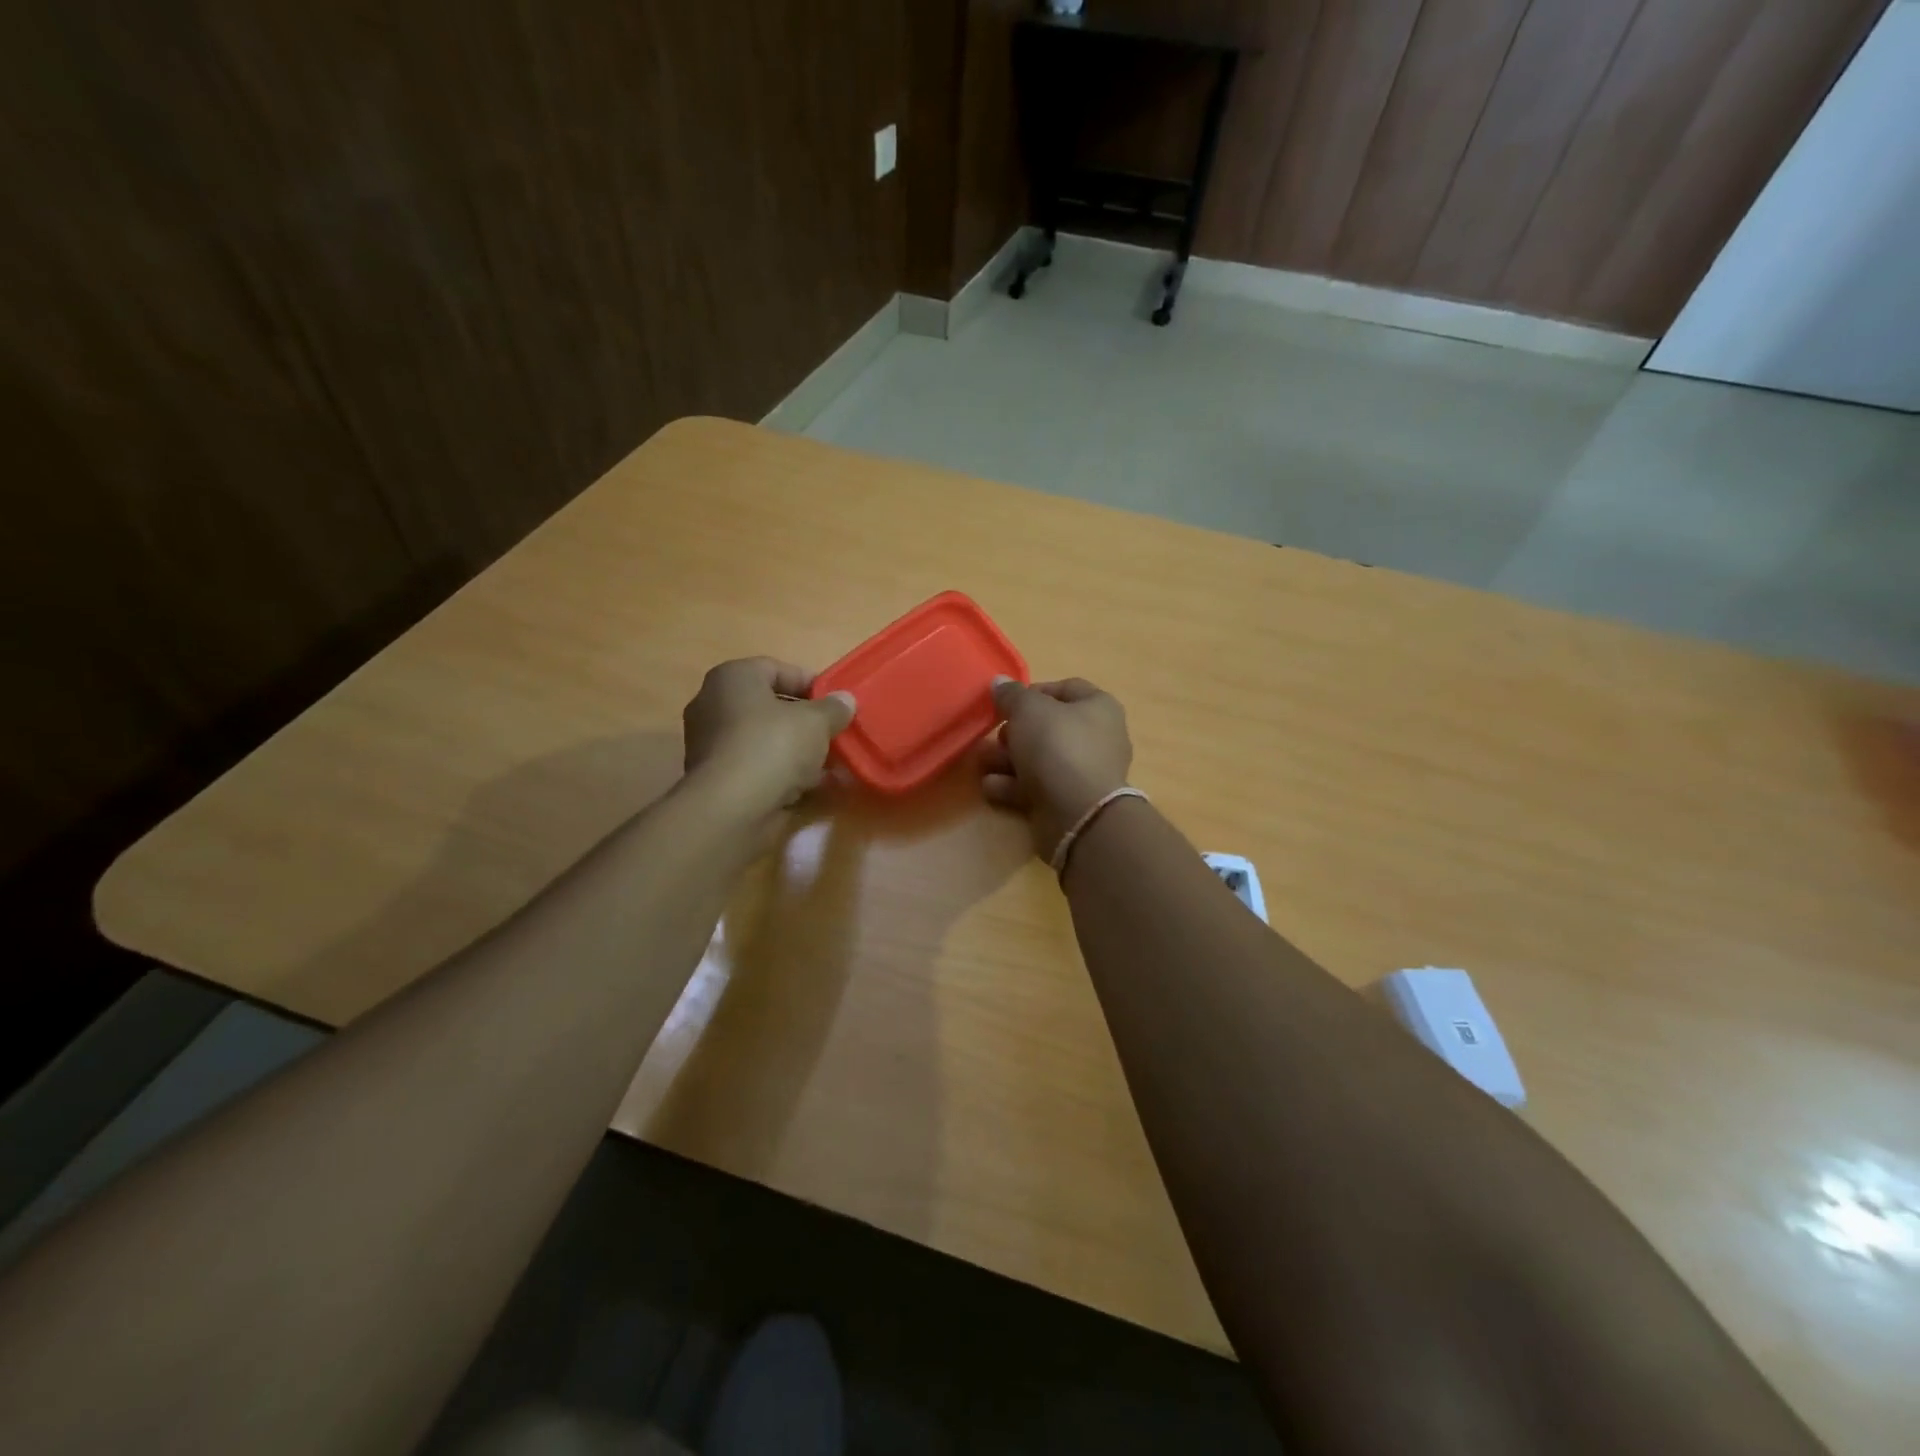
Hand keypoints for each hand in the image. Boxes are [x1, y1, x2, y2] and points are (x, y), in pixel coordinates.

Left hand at [682, 658, 856, 816]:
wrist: (732, 808)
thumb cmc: (773, 746)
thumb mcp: (816, 721)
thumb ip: (834, 708)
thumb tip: (845, 700)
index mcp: (732, 678)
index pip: (776, 668)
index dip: (810, 683)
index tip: (836, 702)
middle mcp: (713, 705)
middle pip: (770, 706)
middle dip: (805, 721)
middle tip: (834, 732)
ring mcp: (712, 744)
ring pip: (765, 740)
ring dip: (797, 750)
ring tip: (831, 763)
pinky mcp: (717, 779)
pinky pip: (758, 767)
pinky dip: (783, 774)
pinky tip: (813, 786)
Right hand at [980, 677, 1133, 857]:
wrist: (1078, 813)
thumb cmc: (1057, 747)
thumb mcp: (1028, 710)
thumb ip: (1011, 695)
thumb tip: (1000, 683)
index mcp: (1098, 708)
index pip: (1066, 688)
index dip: (1034, 691)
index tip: (1007, 702)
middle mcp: (1097, 738)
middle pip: (1049, 727)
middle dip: (1015, 732)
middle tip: (995, 735)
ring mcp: (1084, 773)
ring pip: (1039, 759)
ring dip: (1007, 760)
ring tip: (982, 762)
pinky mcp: (1069, 802)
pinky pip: (1037, 787)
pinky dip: (1013, 786)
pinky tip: (991, 786)